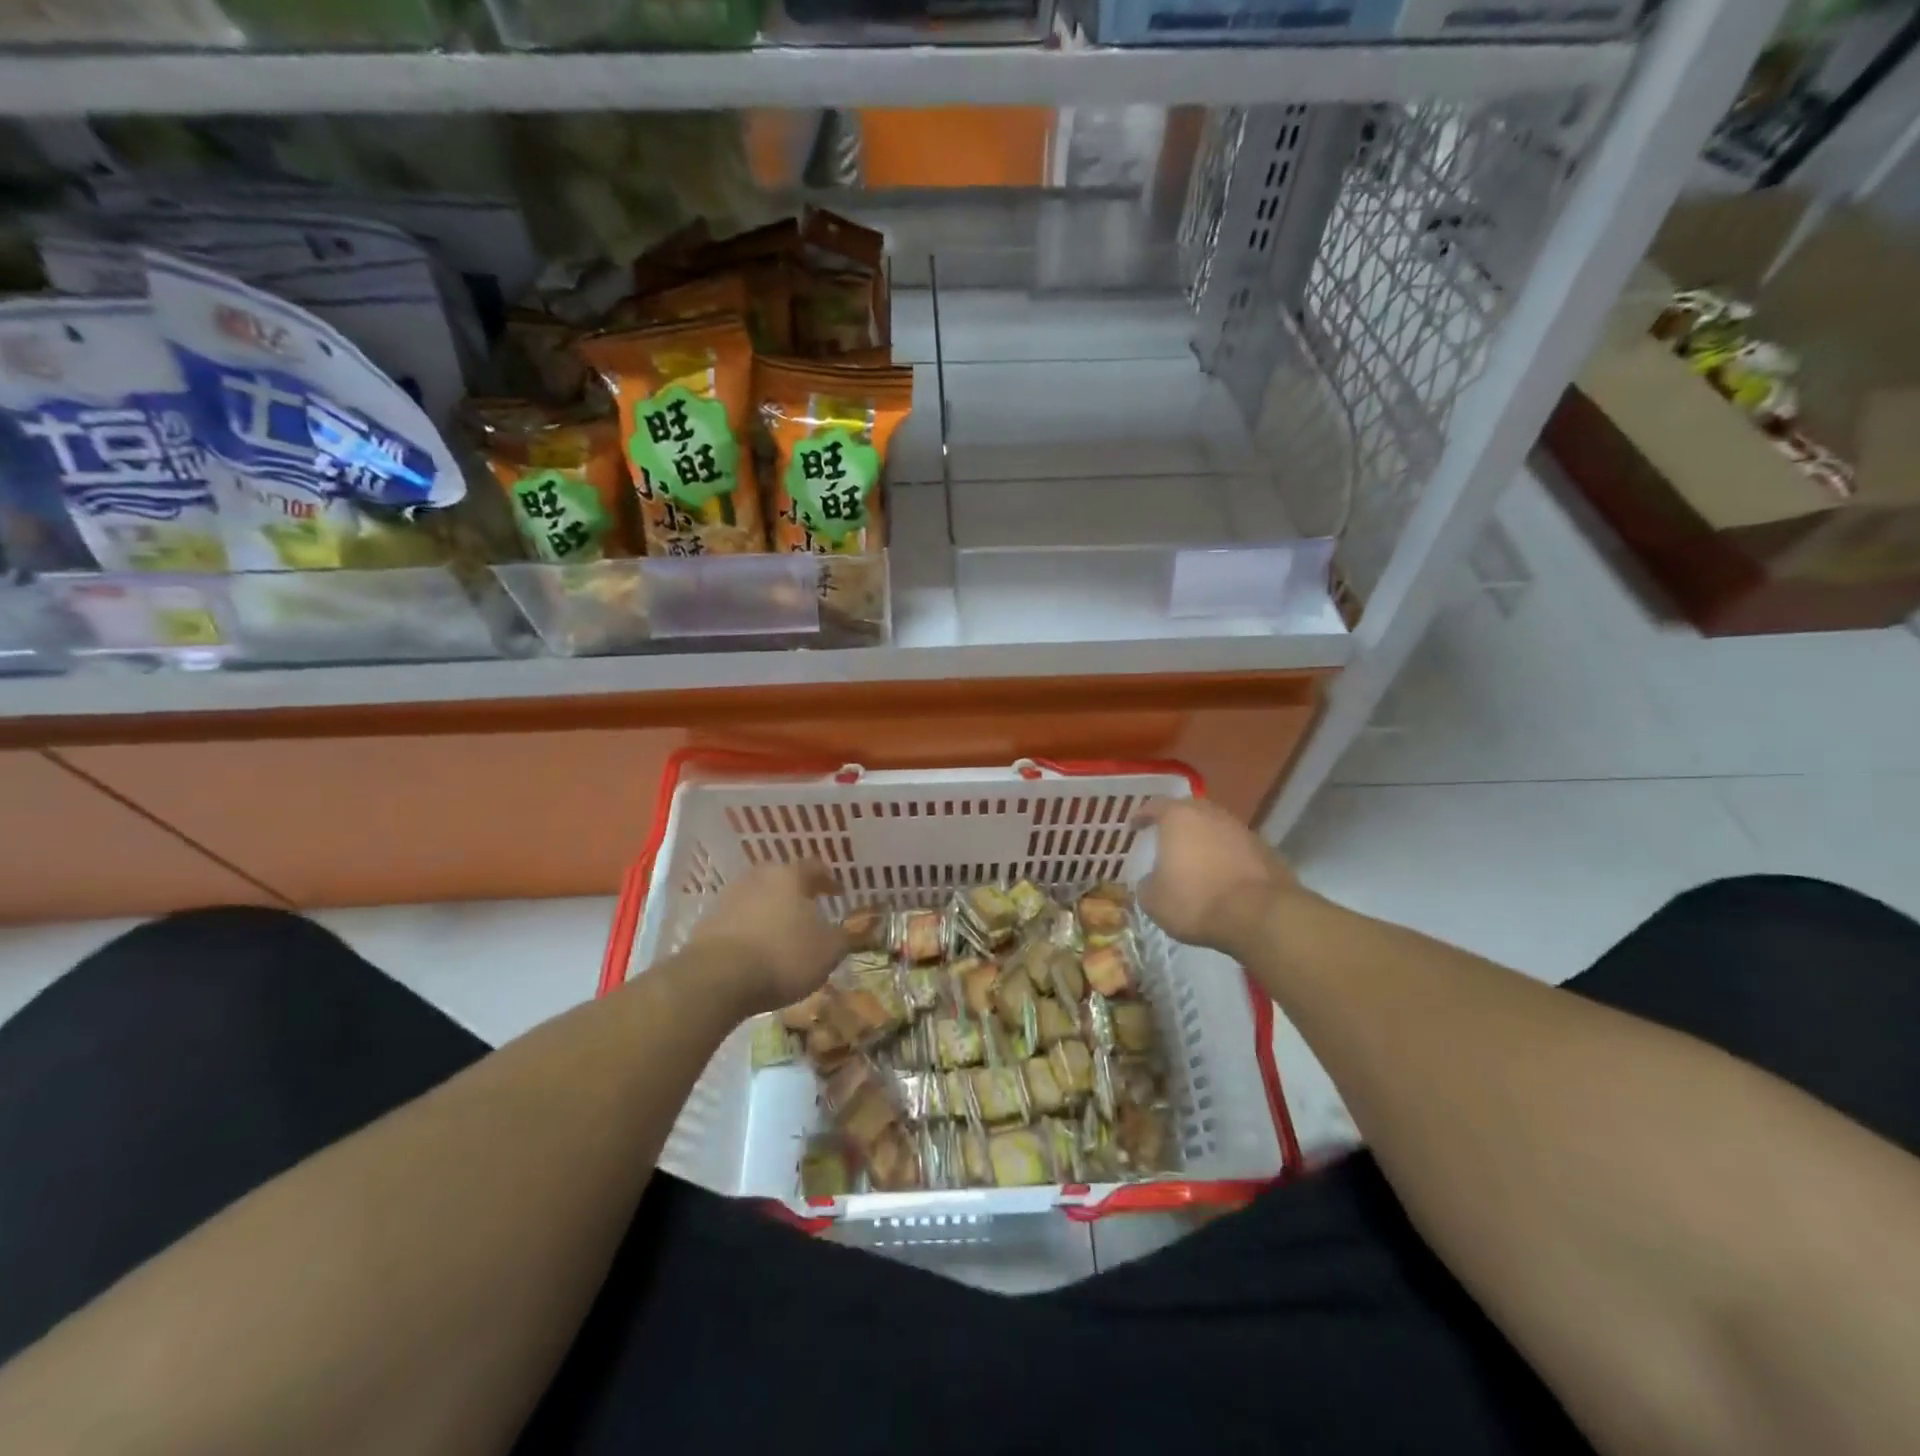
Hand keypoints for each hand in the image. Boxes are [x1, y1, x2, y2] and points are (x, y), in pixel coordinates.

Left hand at [684, 861, 847, 1016]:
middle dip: (796, 893)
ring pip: (757, 898)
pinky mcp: (707, 922)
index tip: (838, 892)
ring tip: (782, 933)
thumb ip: (843, 937)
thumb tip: (847, 931)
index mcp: (789, 876)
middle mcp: (757, 877)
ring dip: (770, 911)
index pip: (814, 867)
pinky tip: (756, 950)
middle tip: (808, 910)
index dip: (828, 880)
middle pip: (781, 879)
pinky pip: (737, 920)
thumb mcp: (828, 951)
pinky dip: (750, 930)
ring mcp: (728, 897)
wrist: (718, 978)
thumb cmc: (783, 955)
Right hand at [1133, 798, 1304, 957]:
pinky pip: (1236, 847)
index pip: (1155, 806)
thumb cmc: (1196, 900)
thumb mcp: (1154, 901)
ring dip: (1204, 839)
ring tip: (1195, 858)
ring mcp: (1242, 830)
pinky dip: (1226, 856)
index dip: (1142, 815)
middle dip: (1177, 823)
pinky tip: (1221, 875)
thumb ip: (1146, 885)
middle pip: (1189, 810)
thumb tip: (1151, 881)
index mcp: (1179, 817)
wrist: (1260, 915)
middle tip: (1167, 837)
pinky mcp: (1265, 850)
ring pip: (1216, 827)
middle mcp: (1211, 814)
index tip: (1135, 825)